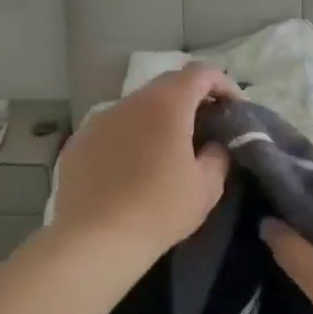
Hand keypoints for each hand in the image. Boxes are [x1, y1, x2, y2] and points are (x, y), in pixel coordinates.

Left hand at [50, 64, 236, 267]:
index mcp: (166, 104)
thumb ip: (218, 154)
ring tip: (167, 148)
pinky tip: (132, 166)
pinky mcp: (78, 141)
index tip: (234, 108)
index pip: (201, 73)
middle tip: (205, 126)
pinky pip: (113, 128)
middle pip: (167, 85)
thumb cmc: (159, 210)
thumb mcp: (206, 186)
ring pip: (137, 106)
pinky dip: (130, 136)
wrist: (94, 240)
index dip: (223, 84)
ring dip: (158, 118)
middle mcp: (130, 102)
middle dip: (191, 99)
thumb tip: (213, 143)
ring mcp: (99, 119)